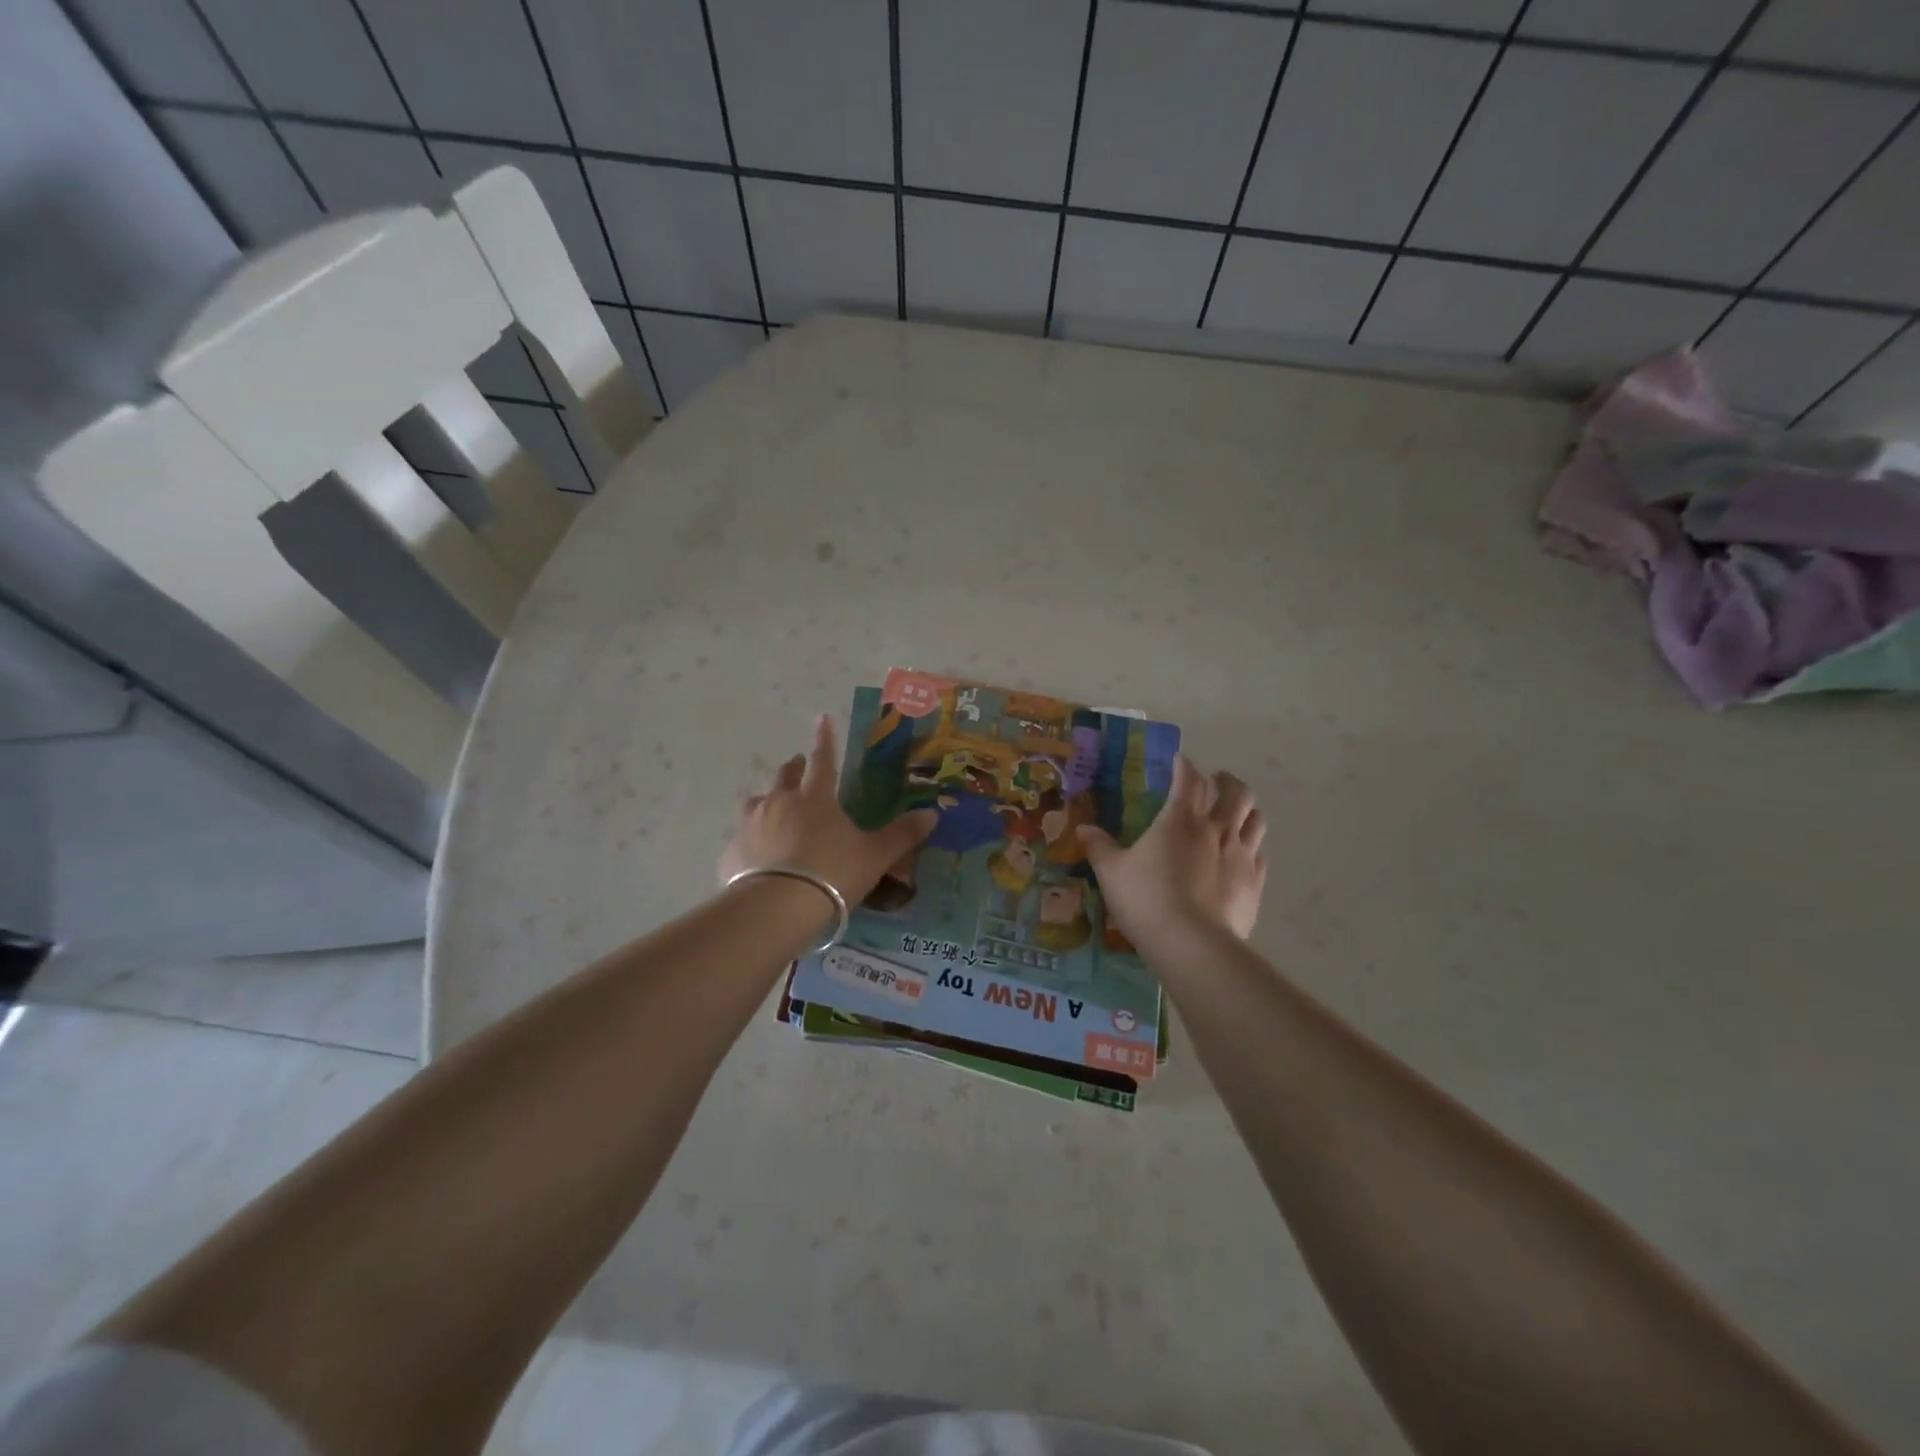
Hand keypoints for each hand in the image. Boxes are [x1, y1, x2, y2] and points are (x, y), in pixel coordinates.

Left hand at [720, 715, 936, 904]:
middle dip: (794, 767)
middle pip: (785, 775)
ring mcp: (750, 825)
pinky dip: (750, 839)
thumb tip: (933, 814)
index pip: (823, 760)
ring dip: (766, 799)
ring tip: (771, 807)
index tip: (821, 718)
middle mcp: (779, 802)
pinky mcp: (731, 852)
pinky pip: (741, 837)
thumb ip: (902, 835)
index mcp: (815, 798)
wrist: (776, 908)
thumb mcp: (875, 856)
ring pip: (756, 801)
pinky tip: (754, 853)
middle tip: (798, 765)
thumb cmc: (832, 874)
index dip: (825, 739)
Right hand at [1077, 755, 1265, 945]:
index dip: (1185, 766)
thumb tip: (1083, 829)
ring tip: (1236, 812)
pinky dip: (1253, 844)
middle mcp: (1216, 830)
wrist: (1191, 943)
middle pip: (1236, 793)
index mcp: (1180, 820)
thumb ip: (1099, 847)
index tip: (1180, 760)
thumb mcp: (1111, 872)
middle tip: (1217, 781)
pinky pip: (1261, 853)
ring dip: (1246, 809)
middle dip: (1227, 781)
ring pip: (1255, 819)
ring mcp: (1241, 855)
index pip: (1189, 779)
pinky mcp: (1255, 882)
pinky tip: (1245, 851)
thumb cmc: (1146, 899)